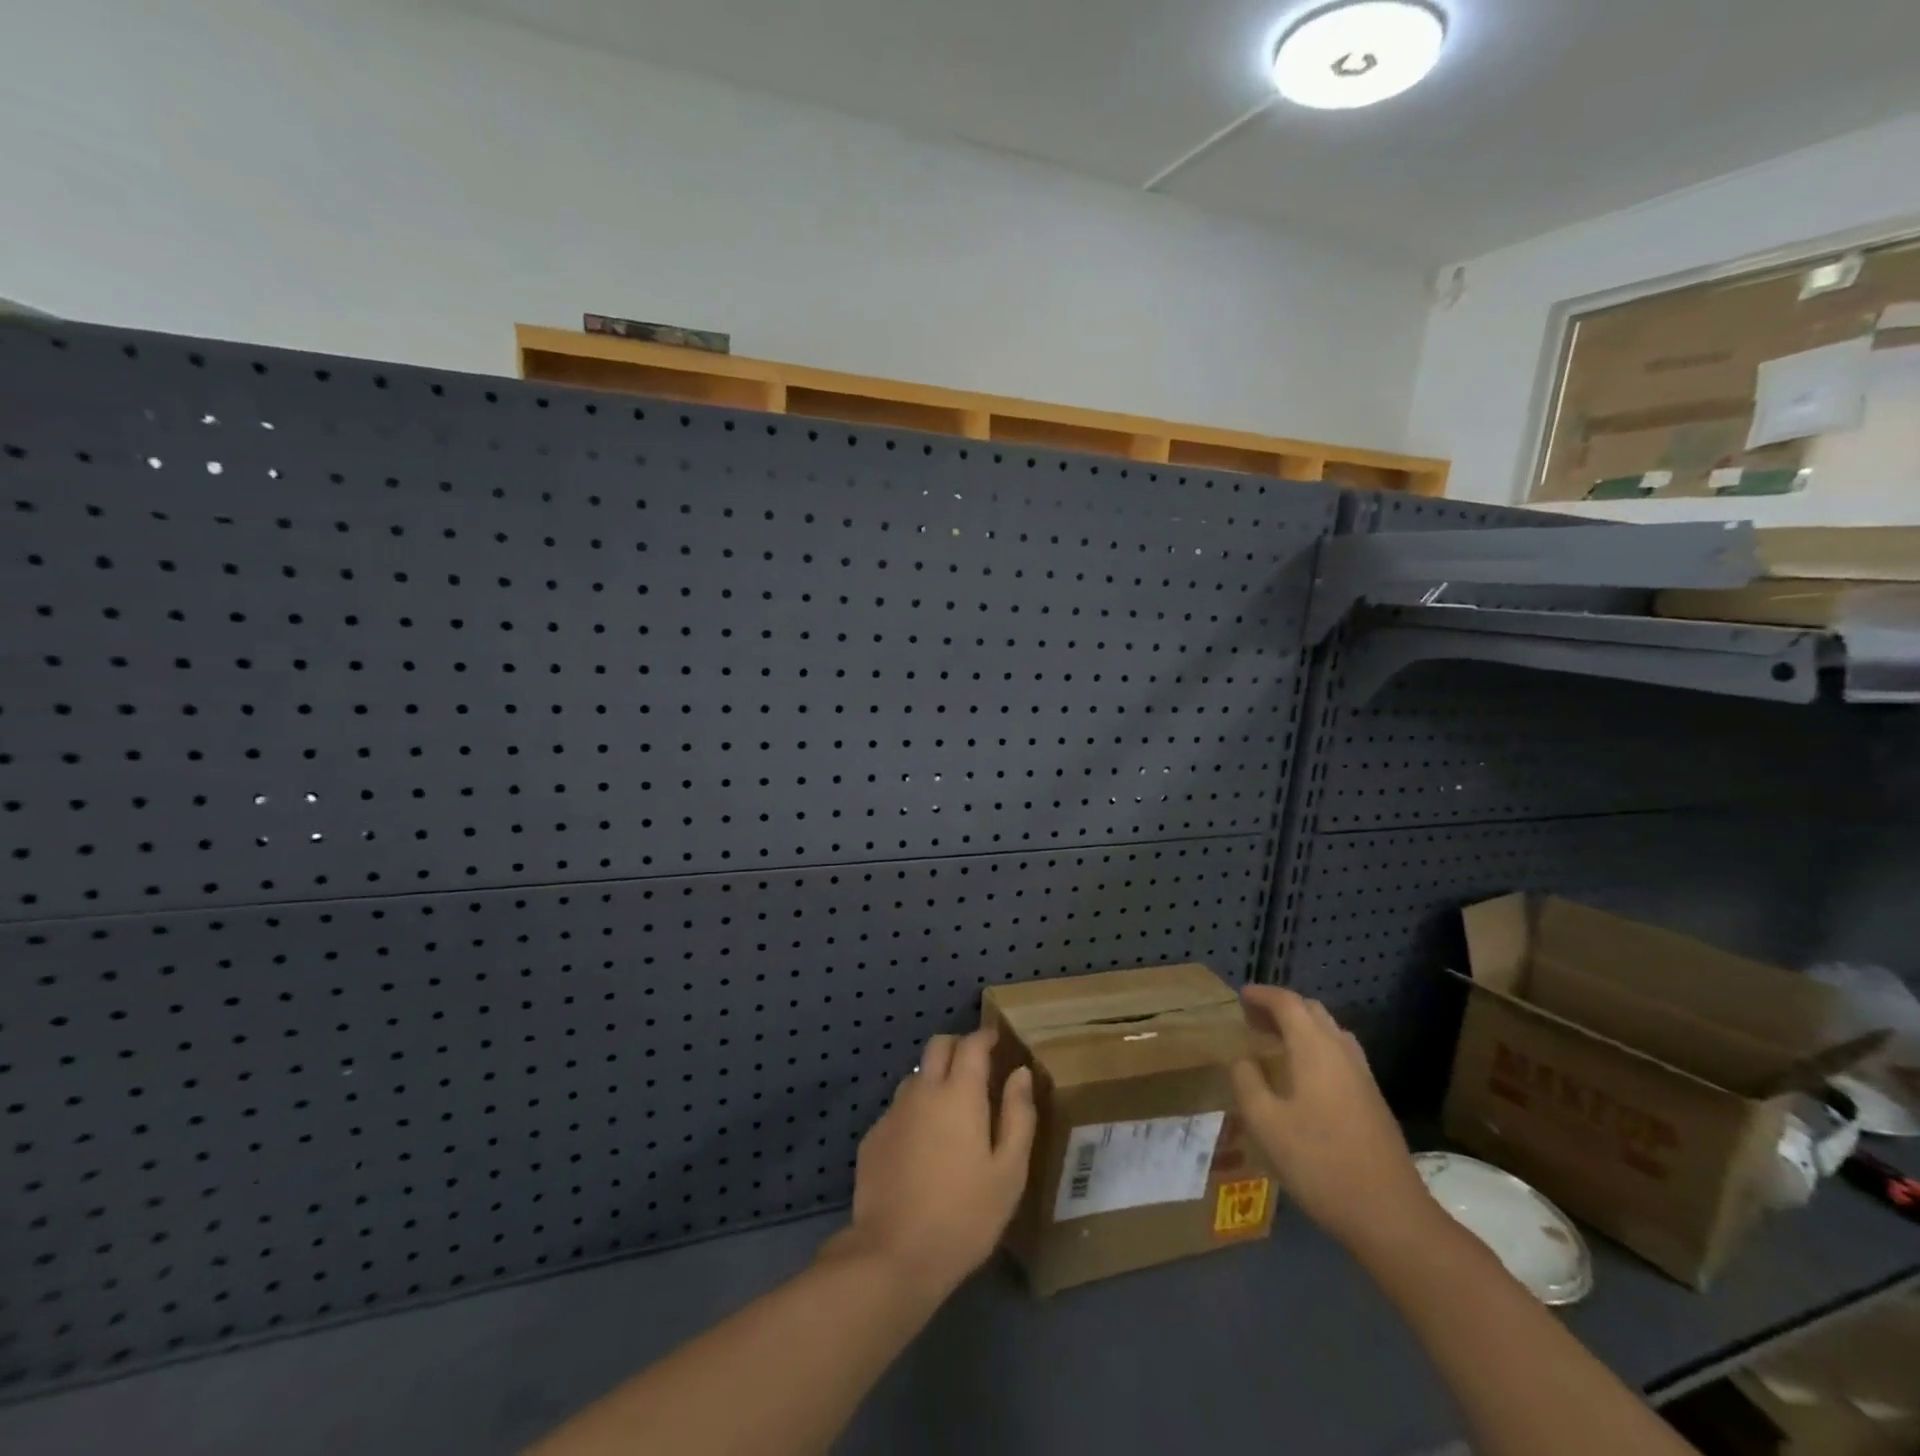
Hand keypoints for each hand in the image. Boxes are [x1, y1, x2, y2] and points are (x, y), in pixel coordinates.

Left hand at [825, 1029, 1036, 1299]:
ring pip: (915, 1076)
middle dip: (958, 1045)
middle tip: (975, 1065)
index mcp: (959, 1094)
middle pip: (937, 1046)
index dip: (985, 1036)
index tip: (997, 1040)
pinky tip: (923, 1146)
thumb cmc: (964, 1215)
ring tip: (950, 1110)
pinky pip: (899, 1109)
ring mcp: (893, 1112)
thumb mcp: (1009, 1172)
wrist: (893, 1255)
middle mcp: (922, 1091)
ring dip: (934, 1078)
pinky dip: (915, 1111)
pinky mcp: (873, 1137)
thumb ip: (1018, 1116)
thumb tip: (1021, 1074)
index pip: (971, 1044)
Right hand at [1230, 987, 1433, 1256]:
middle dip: (1281, 1007)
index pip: (1287, 1003)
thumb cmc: (1320, 1163)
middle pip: (1312, 1011)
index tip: (1240, 996)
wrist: (1391, 1215)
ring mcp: (1363, 1076)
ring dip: (1301, 1027)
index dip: (1262, 995)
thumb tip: (1242, 1060)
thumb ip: (1247, 1083)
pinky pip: (1340, 1054)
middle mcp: (1342, 1052)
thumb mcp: (1266, 1124)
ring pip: (1330, 1032)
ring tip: (1274, 1042)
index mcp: (1315, 1049)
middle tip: (1253, 1019)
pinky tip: (1302, 1075)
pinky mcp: (1373, 1100)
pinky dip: (1316, 1047)